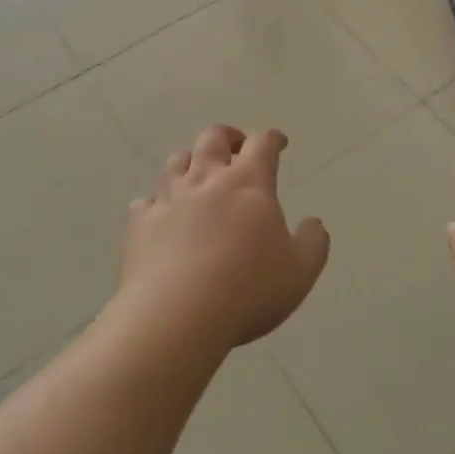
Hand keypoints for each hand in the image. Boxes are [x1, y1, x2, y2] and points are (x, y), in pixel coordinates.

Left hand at [118, 126, 330, 355]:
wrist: (176, 316)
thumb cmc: (247, 290)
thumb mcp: (300, 272)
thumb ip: (313, 243)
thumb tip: (314, 223)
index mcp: (249, 183)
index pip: (262, 143)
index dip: (272, 138)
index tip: (279, 143)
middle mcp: (206, 179)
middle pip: (213, 138)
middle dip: (228, 137)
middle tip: (236, 149)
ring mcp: (169, 198)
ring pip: (177, 161)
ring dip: (191, 161)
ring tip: (199, 175)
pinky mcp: (140, 223)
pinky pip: (146, 201)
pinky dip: (157, 203)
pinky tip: (162, 217)